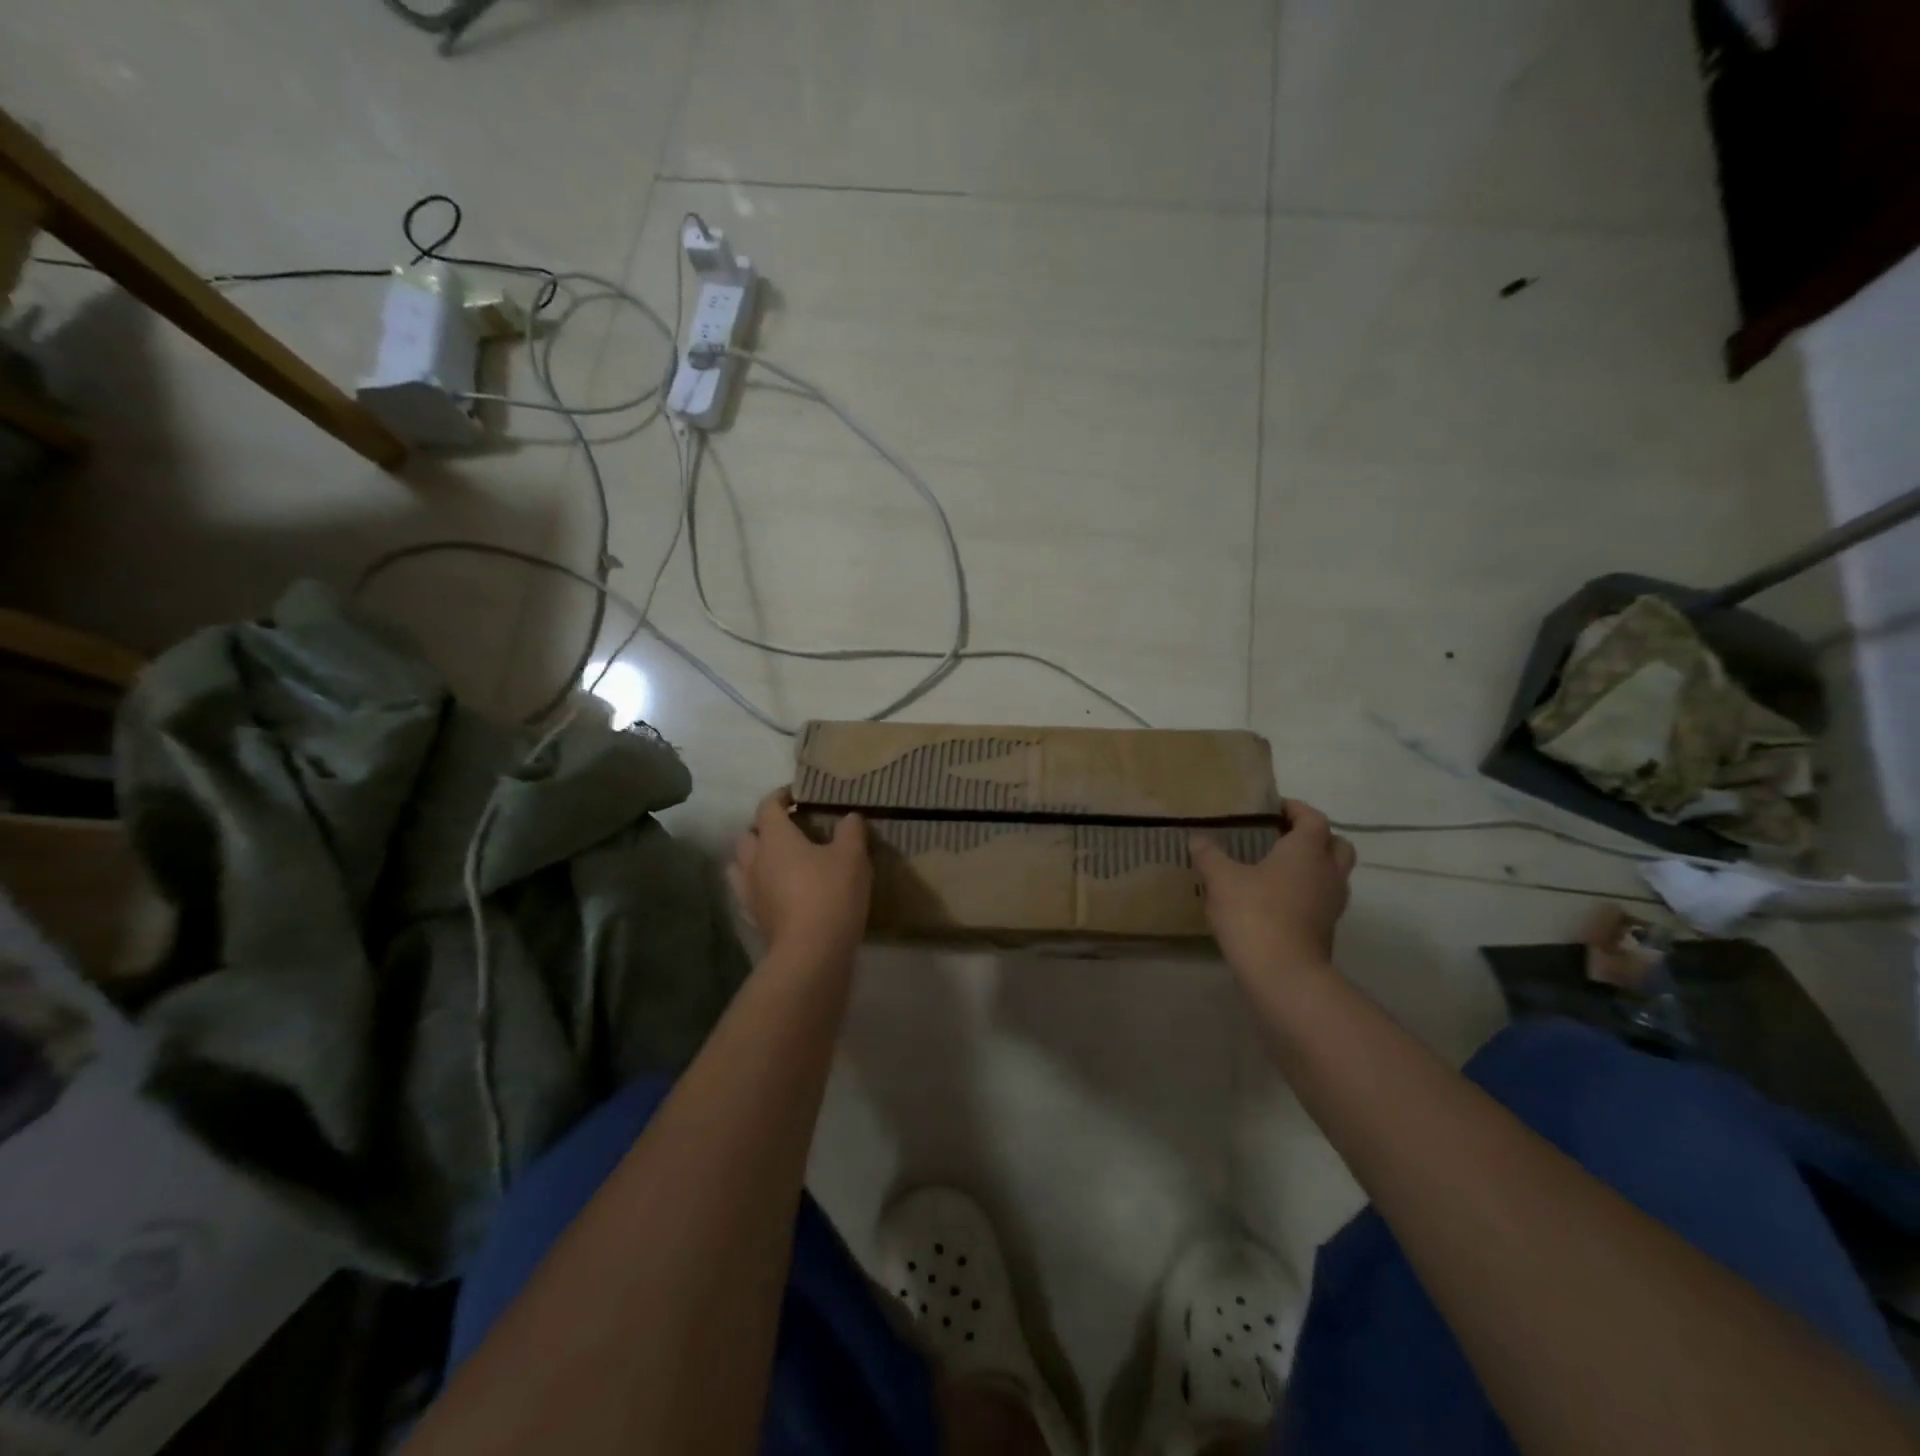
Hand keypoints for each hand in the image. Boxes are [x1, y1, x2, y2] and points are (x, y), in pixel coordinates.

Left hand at [729, 790, 872, 963]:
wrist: (812, 952)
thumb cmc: (830, 893)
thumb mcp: (852, 856)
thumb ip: (851, 831)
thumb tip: (849, 817)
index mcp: (774, 838)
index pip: (768, 807)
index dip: (781, 797)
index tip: (798, 795)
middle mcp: (754, 861)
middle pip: (748, 835)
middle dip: (765, 828)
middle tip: (790, 830)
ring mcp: (750, 892)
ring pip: (741, 865)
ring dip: (755, 858)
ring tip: (779, 861)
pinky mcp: (754, 919)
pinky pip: (749, 894)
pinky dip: (759, 887)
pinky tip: (777, 893)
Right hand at [1190, 799, 1355, 973]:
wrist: (1283, 973)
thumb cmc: (1254, 913)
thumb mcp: (1221, 879)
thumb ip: (1209, 855)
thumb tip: (1198, 839)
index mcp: (1307, 851)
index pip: (1313, 818)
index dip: (1296, 809)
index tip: (1274, 808)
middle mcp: (1328, 872)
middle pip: (1336, 844)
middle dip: (1315, 837)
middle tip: (1284, 837)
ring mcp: (1332, 903)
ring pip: (1332, 874)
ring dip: (1313, 866)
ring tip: (1277, 869)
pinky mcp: (1327, 929)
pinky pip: (1322, 899)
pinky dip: (1306, 892)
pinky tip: (1276, 899)